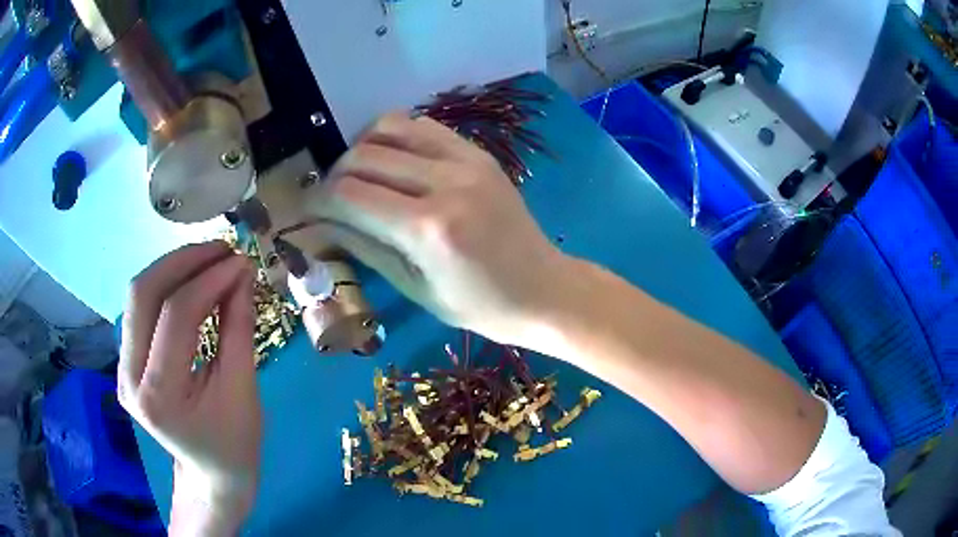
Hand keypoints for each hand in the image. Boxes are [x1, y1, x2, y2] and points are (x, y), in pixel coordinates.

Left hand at [119, 242, 260, 534]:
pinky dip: (167, 286)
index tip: (241, 260)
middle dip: (183, 260)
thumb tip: (242, 273)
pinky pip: (141, 310)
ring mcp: (121, 369)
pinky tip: (192, 281)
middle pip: (143, 294)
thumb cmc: (234, 444)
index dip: (210, 279)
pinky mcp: (126, 361)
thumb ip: (238, 327)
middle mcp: (129, 377)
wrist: (209, 476)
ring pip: (137, 295)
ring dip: (173, 268)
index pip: (176, 316)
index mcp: (158, 396)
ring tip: (210, 260)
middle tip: (221, 250)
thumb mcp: (243, 390)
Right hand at [313, 113, 568, 345]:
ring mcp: (467, 160)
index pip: (349, 193)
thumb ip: (364, 245)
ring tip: (360, 178)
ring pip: (390, 127)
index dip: (317, 199)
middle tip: (330, 200)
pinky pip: (423, 126)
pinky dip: (396, 137)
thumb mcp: (415, 288)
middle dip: (334, 176)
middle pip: (363, 156)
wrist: (543, 289)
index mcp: (428, 229)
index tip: (305, 209)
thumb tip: (321, 220)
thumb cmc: (480, 306)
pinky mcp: (478, 152)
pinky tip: (393, 164)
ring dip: (362, 148)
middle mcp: (446, 182)